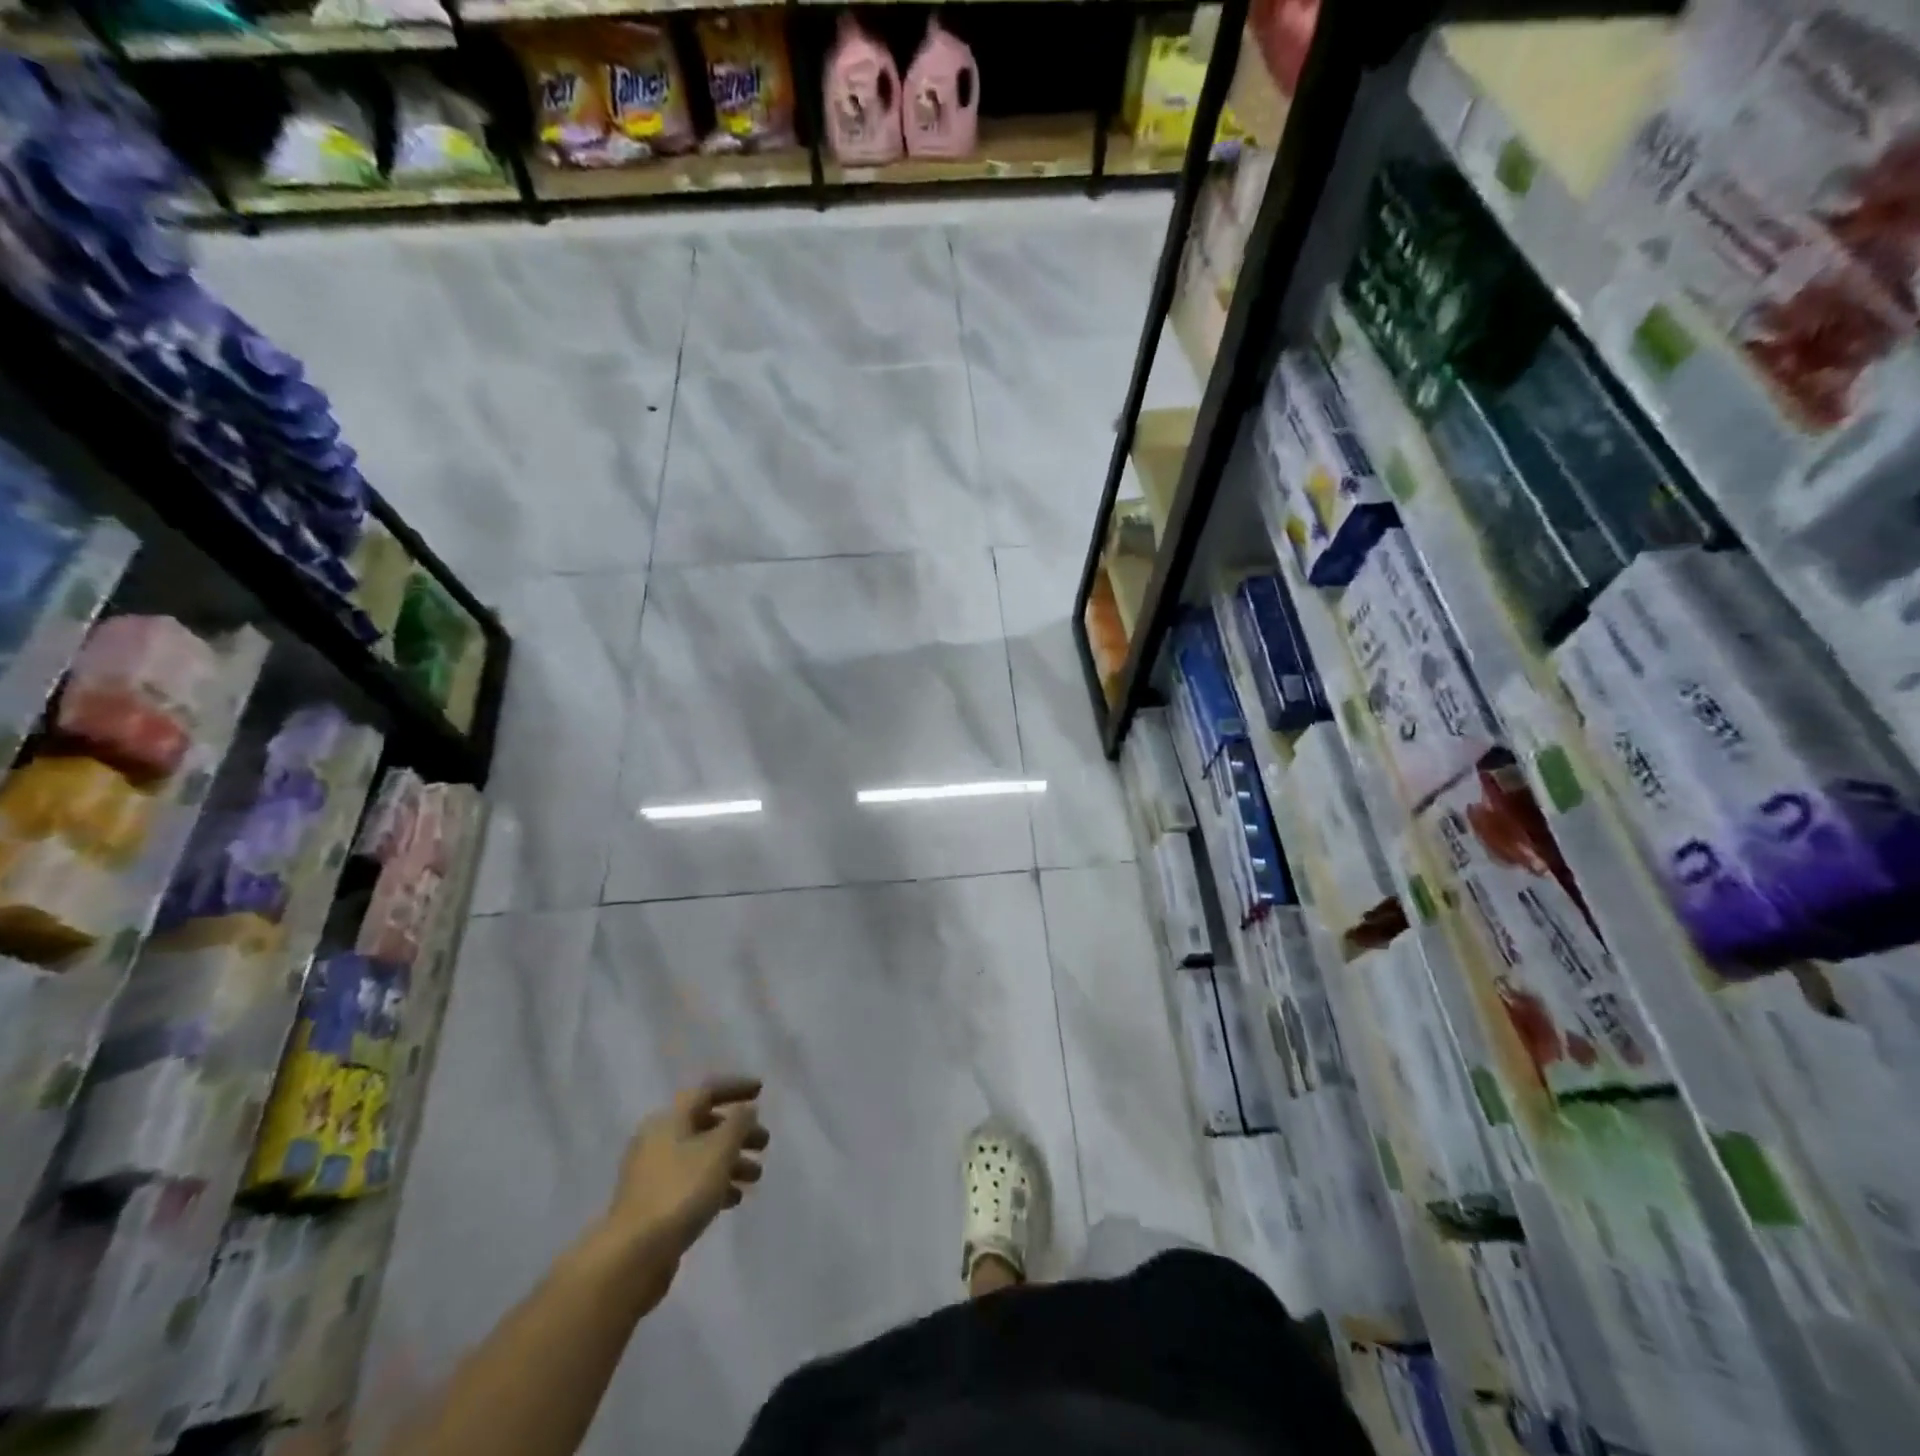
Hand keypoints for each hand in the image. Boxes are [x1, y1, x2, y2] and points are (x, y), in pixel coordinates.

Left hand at [595, 1076, 768, 1301]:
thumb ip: (738, 1124)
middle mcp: (658, 1140)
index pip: (707, 1091)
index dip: (735, 1088)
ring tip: (756, 1177)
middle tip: (764, 1143)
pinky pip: (691, 1183)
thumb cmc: (680, 1191)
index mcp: (669, 1119)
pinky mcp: (653, 1205)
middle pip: (705, 1125)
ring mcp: (653, 1174)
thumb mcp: (719, 1150)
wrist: (633, 1256)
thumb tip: (746, 1111)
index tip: (761, 1091)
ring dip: (731, 1161)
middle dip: (738, 1132)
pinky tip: (733, 1199)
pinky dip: (715, 1184)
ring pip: (700, 1156)